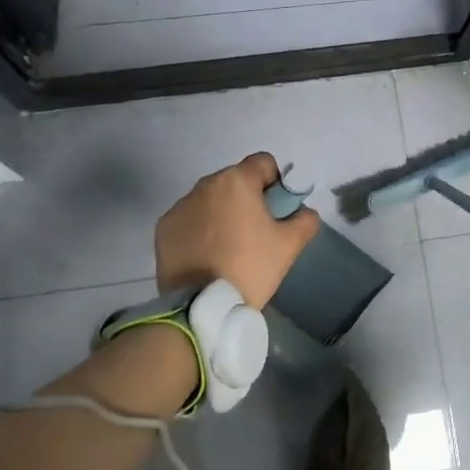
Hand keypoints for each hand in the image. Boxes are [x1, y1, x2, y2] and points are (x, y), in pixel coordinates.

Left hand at [155, 152, 319, 310]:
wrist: (202, 305)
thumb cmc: (250, 267)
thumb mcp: (290, 245)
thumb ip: (305, 219)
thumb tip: (302, 212)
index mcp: (237, 181)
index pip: (263, 163)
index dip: (276, 183)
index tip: (277, 211)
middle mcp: (205, 184)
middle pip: (235, 181)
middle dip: (247, 200)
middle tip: (255, 234)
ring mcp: (180, 206)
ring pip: (210, 200)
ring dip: (222, 213)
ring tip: (228, 248)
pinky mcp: (164, 228)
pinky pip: (189, 219)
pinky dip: (199, 230)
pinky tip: (206, 256)